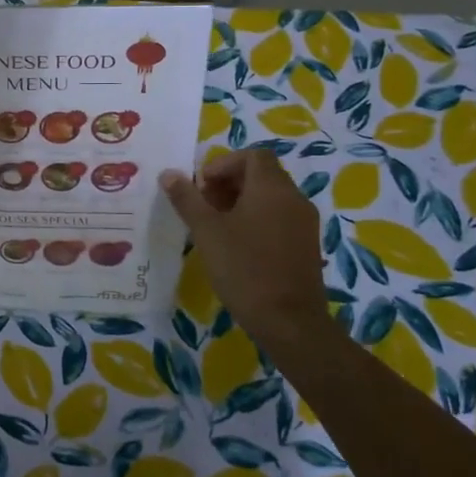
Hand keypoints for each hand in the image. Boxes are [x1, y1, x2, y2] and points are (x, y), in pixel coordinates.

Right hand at [160, 148, 326, 346]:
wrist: (289, 322)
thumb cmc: (244, 268)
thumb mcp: (206, 231)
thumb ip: (187, 199)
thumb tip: (169, 174)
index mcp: (271, 187)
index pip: (252, 155)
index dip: (224, 164)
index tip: (202, 187)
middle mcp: (293, 198)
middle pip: (261, 174)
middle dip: (229, 183)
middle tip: (204, 206)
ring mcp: (304, 223)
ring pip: (271, 197)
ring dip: (242, 202)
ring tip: (216, 227)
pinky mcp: (307, 245)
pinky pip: (280, 217)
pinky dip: (257, 219)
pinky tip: (237, 246)